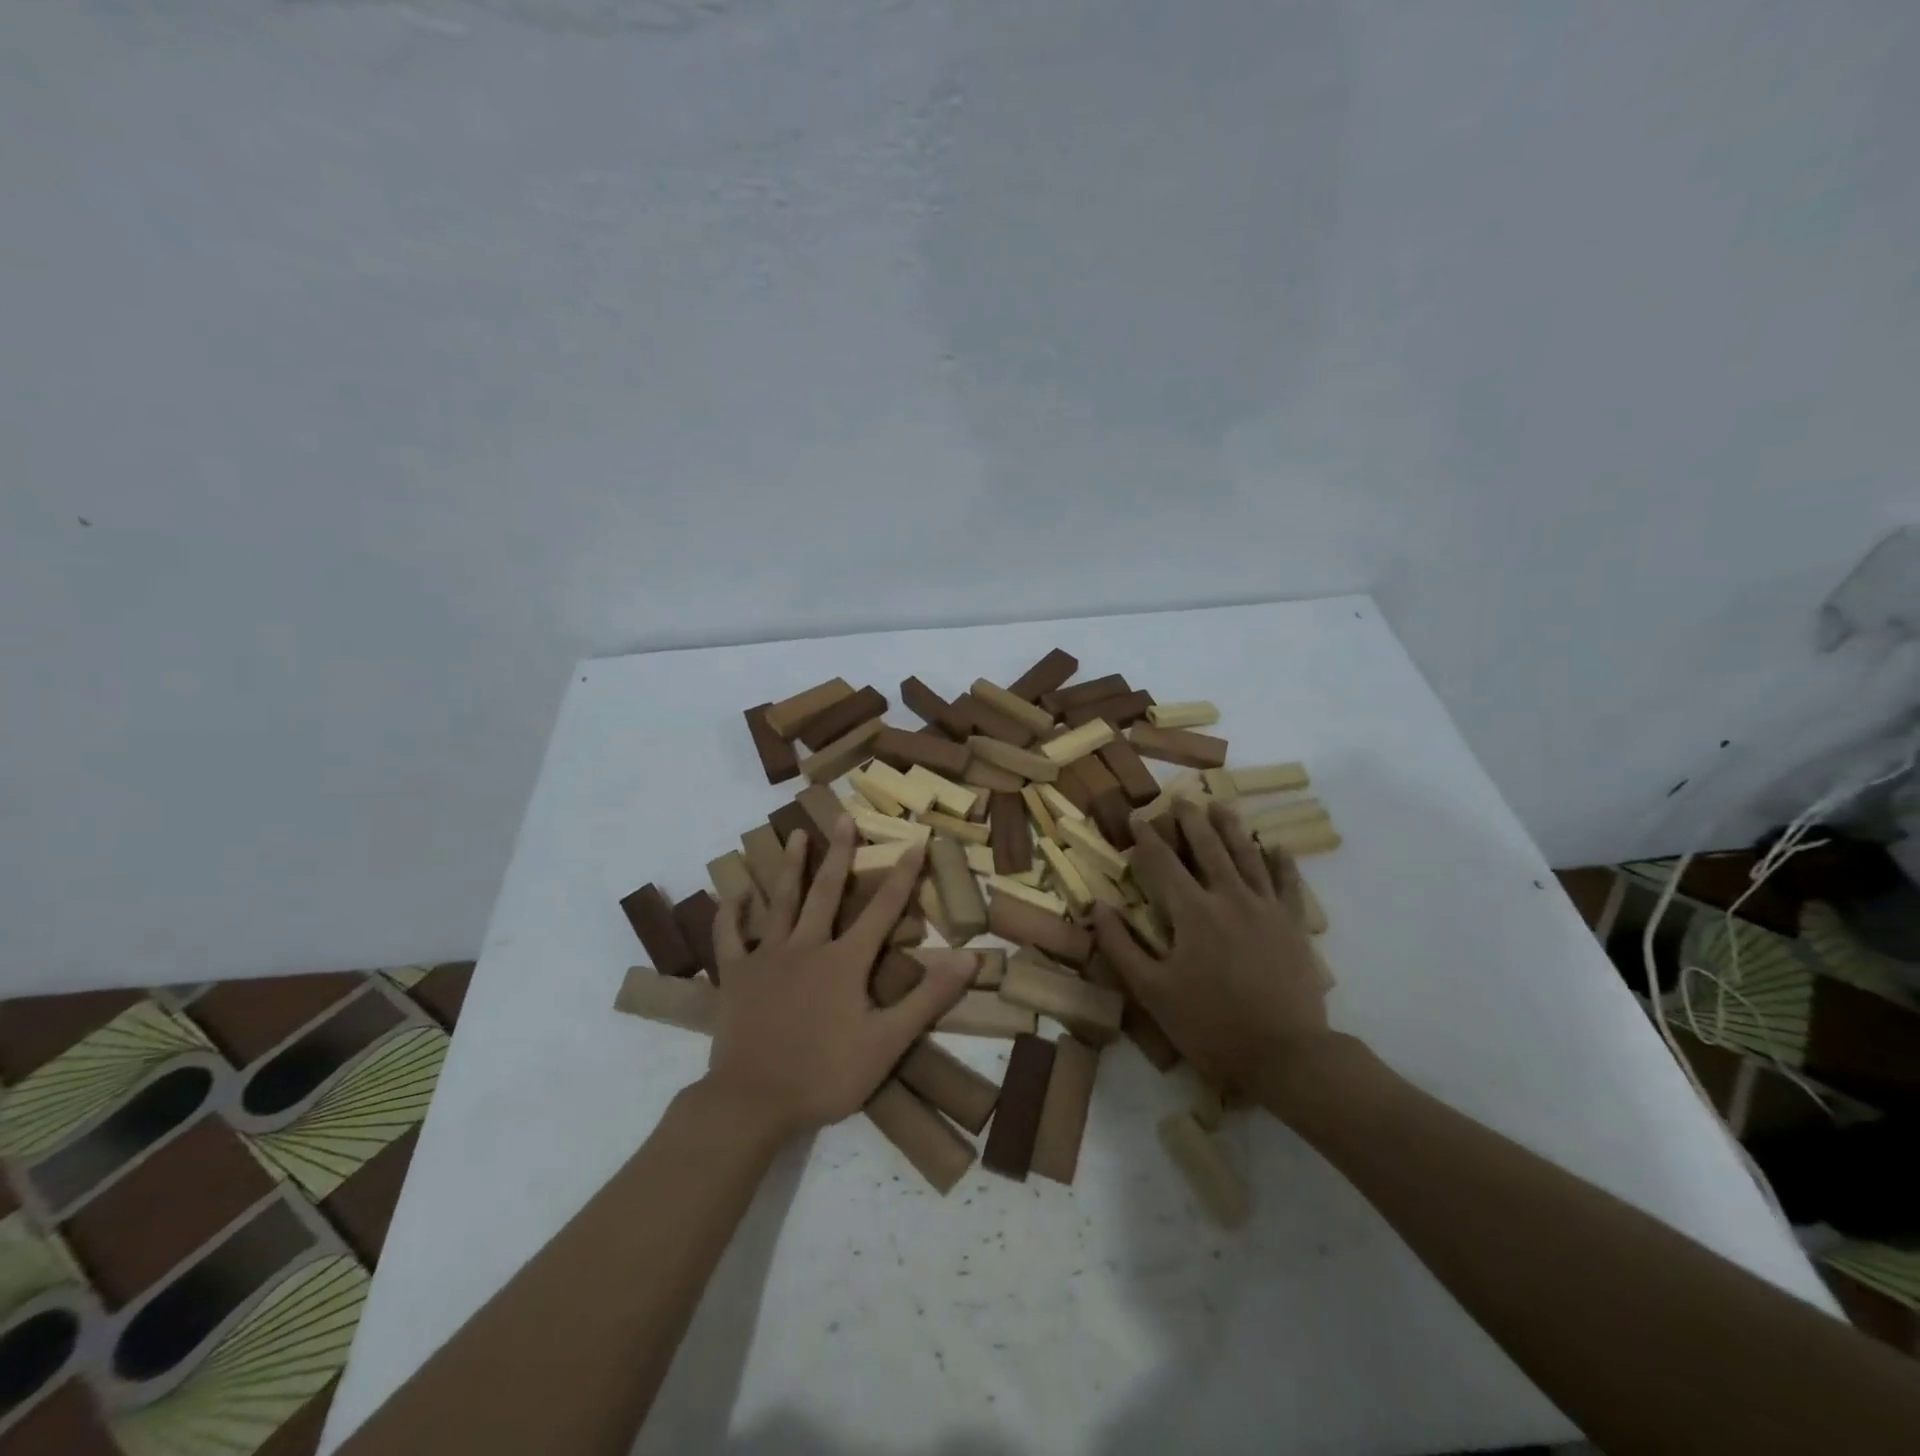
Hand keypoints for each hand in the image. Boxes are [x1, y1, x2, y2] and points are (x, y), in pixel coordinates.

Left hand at [708, 817, 973, 1140]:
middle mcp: (807, 946)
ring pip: (780, 901)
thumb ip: (928, 998)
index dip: (902, 875)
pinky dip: (730, 913)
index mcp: (845, 961)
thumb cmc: (825, 1074)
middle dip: (840, 853)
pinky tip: (733, 894)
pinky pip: (729, 936)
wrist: (752, 1101)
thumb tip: (968, 958)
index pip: (883, 909)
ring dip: (790, 866)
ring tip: (795, 834)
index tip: (915, 842)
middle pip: (826, 891)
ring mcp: (767, 957)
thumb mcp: (888, 1042)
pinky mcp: (735, 975)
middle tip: (843, 818)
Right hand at [1092, 796, 1332, 1108]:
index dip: (1147, 838)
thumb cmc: (1211, 1025)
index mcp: (1192, 912)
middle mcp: (1229, 897)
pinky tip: (1277, 846)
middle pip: (1207, 847)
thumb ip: (1121, 946)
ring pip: (1246, 855)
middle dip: (1190, 821)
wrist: (1287, 1055)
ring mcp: (1265, 908)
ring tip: (1220, 806)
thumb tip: (1098, 907)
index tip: (1137, 818)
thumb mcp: (1152, 992)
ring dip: (1231, 828)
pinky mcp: (1293, 924)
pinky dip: (1281, 862)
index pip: (1162, 863)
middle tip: (1181, 799)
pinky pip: (1287, 883)